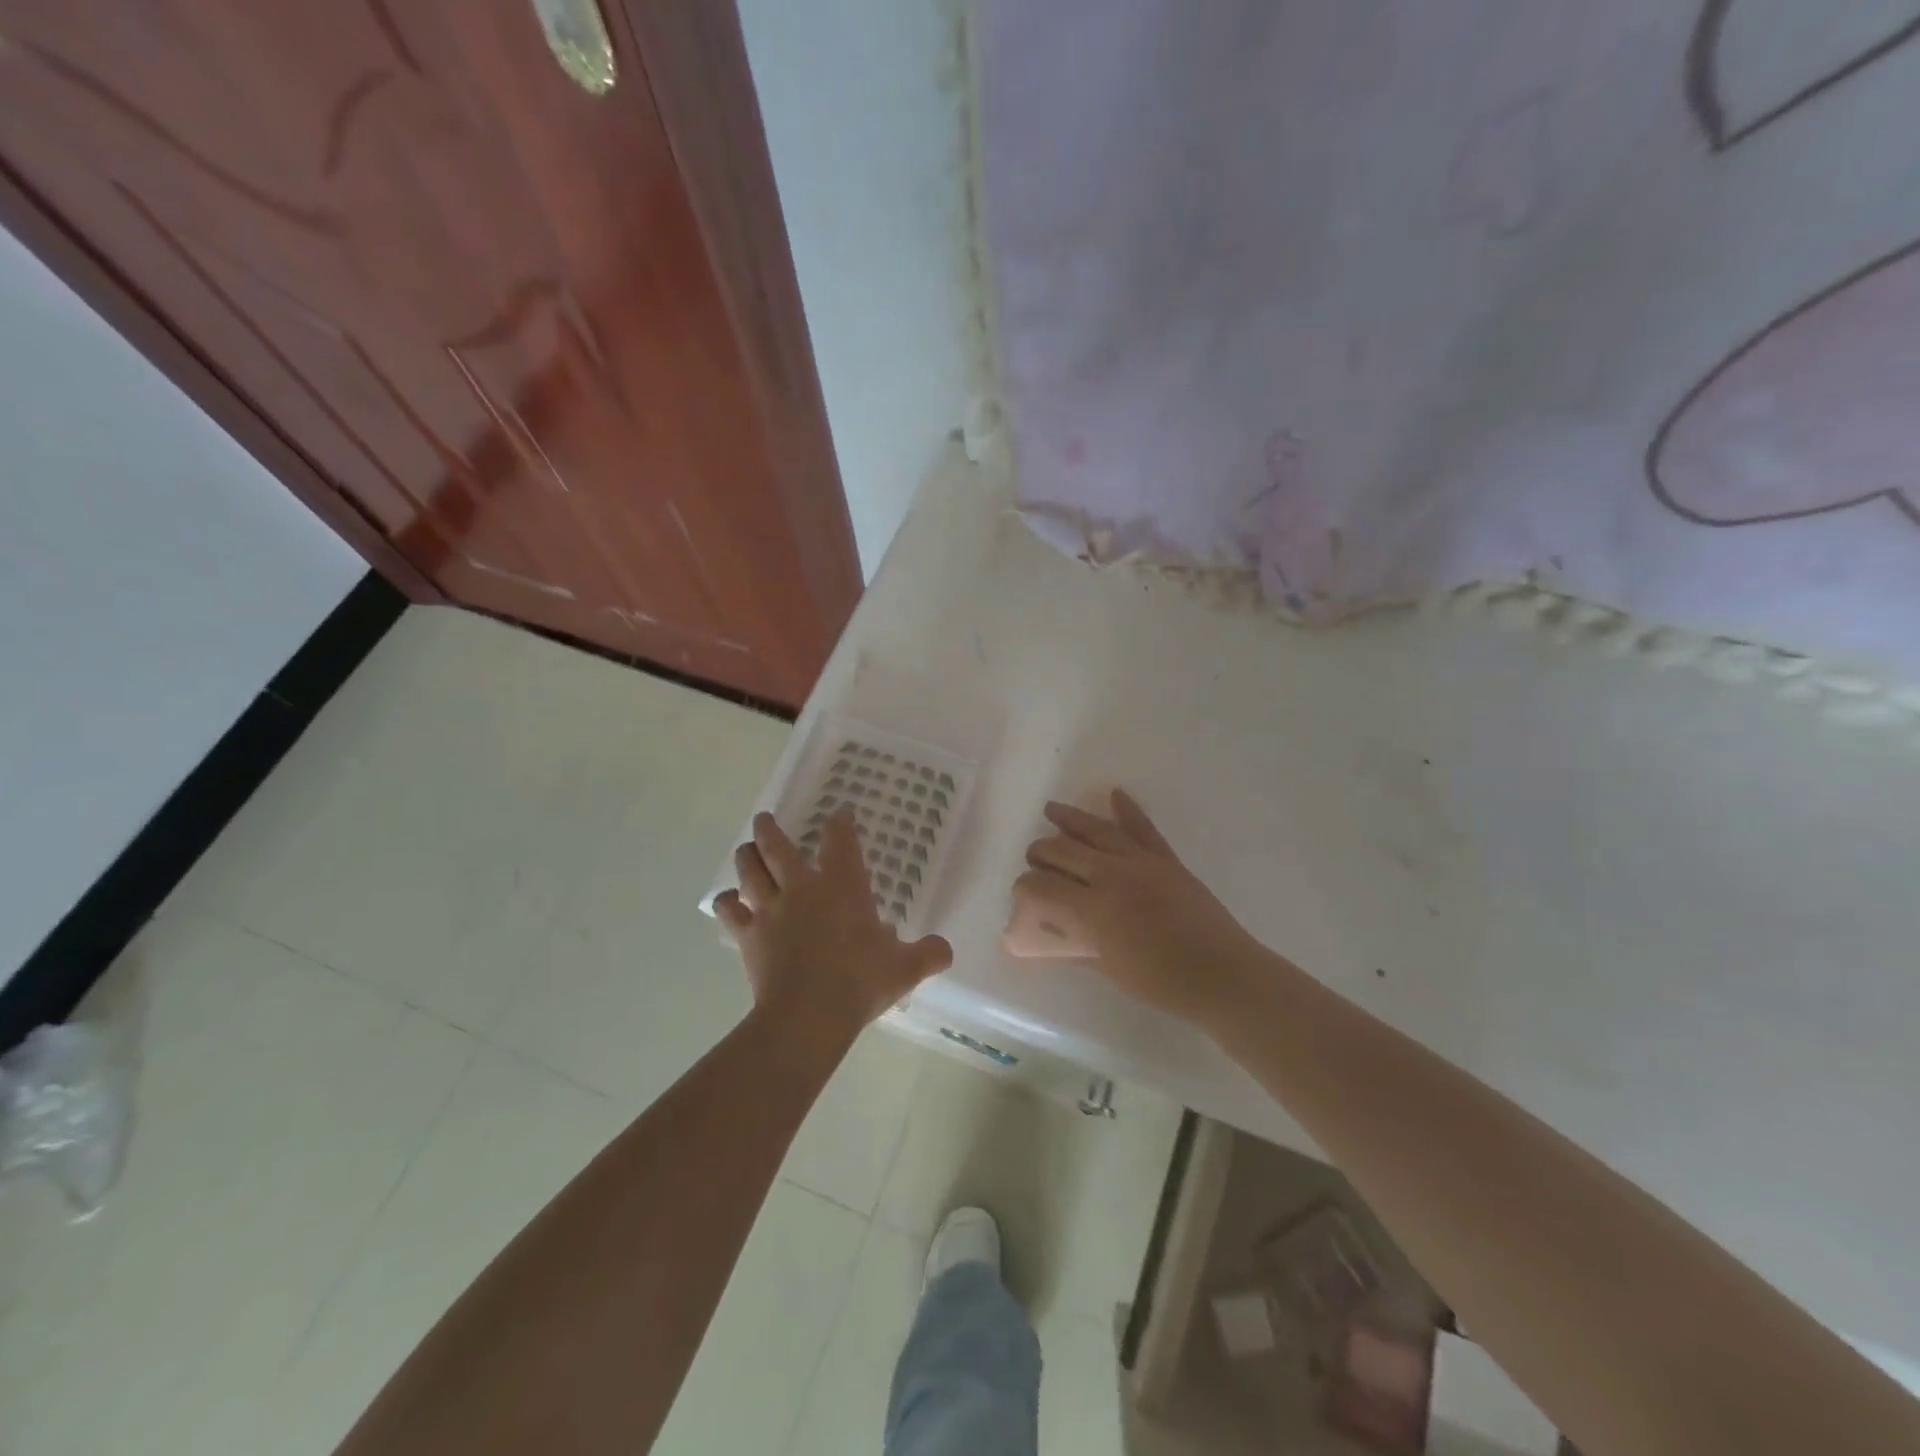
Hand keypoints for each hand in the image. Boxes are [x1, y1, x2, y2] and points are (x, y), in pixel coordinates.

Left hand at [716, 810, 951, 1045]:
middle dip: (771, 829)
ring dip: (747, 855)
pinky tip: (727, 900)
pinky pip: (729, 911)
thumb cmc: (860, 981)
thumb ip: (928, 954)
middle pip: (778, 846)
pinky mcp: (748, 935)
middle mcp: (802, 887)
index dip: (840, 823)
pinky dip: (726, 902)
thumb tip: (946, 950)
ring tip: (746, 848)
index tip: (840, 815)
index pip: (840, 840)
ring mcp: (771, 909)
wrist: (808, 1014)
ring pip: (750, 869)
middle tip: (765, 819)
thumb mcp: (905, 968)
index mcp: (843, 885)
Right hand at [1013, 789, 1266, 1027]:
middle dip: (1041, 852)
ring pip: (1098, 831)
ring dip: (1071, 819)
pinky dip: (1128, 810)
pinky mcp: (1166, 860)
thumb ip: (1076, 947)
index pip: (1044, 887)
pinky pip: (1144, 829)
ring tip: (1051, 809)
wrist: (1223, 975)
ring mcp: (1141, 862)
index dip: (1025, 887)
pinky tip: (1115, 794)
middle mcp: (1112, 876)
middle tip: (1032, 858)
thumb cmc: (1162, 983)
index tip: (1019, 892)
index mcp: (1093, 908)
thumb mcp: (1109, 969)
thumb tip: (1050, 937)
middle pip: (1064, 851)